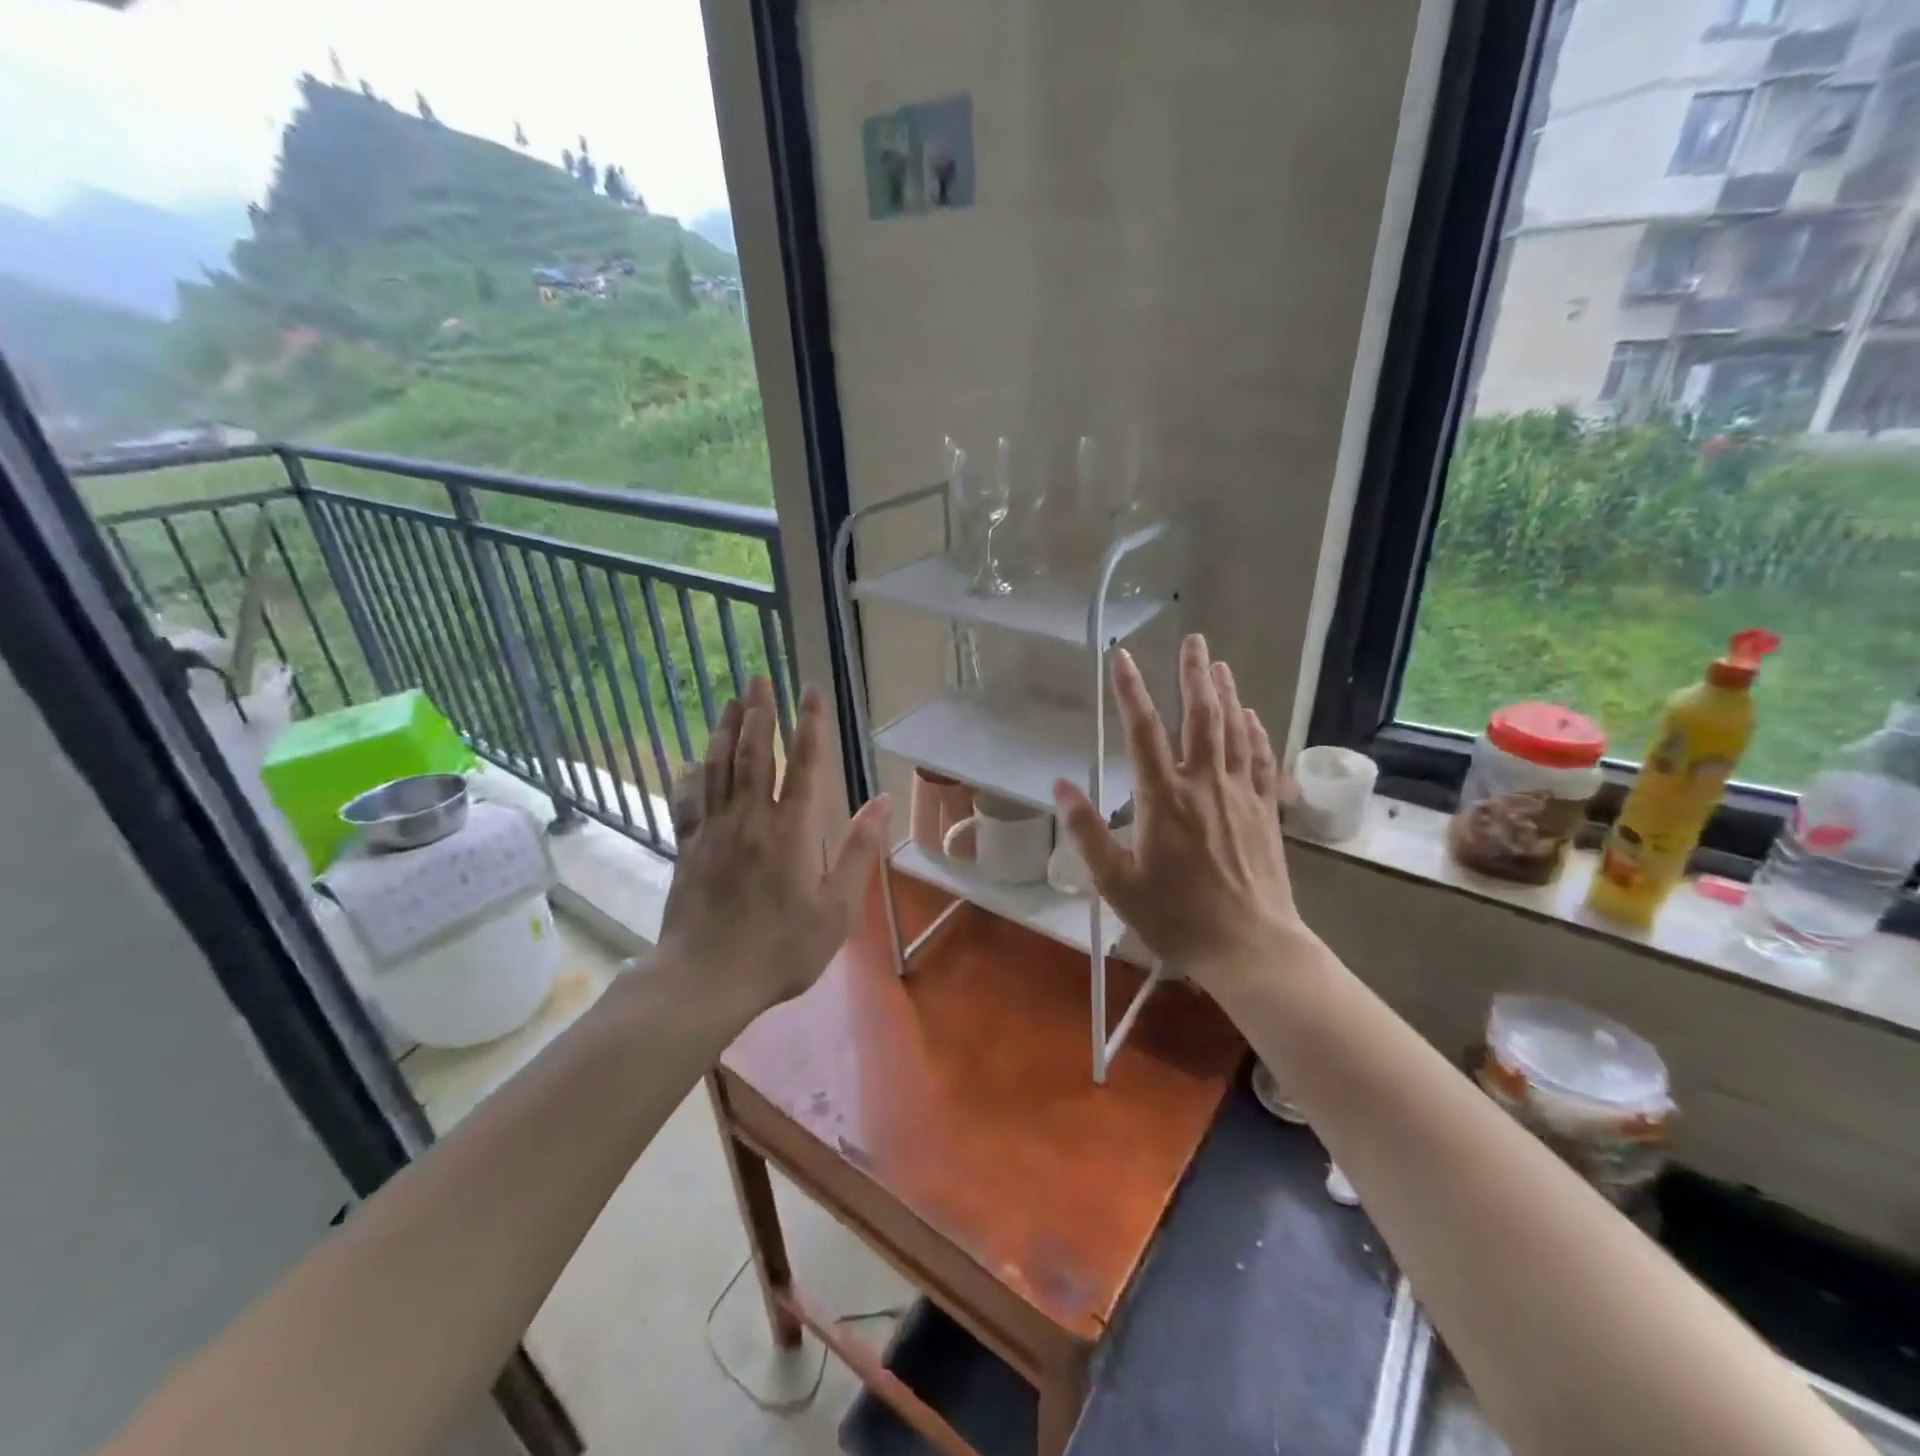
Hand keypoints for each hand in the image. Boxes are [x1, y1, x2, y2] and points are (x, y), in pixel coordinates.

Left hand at [657, 677, 890, 1015]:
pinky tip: (693, 761)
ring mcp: (713, 831)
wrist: (706, 980)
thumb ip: (858, 852)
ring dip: (724, 730)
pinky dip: (692, 775)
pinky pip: (688, 800)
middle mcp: (749, 819)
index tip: (810, 691)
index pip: (802, 765)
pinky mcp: (687, 848)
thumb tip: (882, 803)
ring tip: (730, 701)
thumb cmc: (781, 949)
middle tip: (758, 678)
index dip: (809, 725)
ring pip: (718, 768)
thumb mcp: (836, 909)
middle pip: (752, 753)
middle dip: (758, 712)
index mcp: (790, 830)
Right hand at [1053, 635, 1299, 993]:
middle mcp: (1204, 784)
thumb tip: (1060, 786)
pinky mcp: (1266, 812)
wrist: (1251, 947)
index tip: (1121, 657)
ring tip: (1220, 665)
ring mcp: (1241, 795)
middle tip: (1195, 640)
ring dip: (1227, 694)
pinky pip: (1262, 761)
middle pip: (1201, 717)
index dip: (1130, 691)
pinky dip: (1255, 733)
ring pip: (1234, 731)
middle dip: (1195, 675)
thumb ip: (1087, 832)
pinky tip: (1252, 716)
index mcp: (1164, 798)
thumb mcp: (1116, 882)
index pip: (1142, 731)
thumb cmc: (1176, 917)